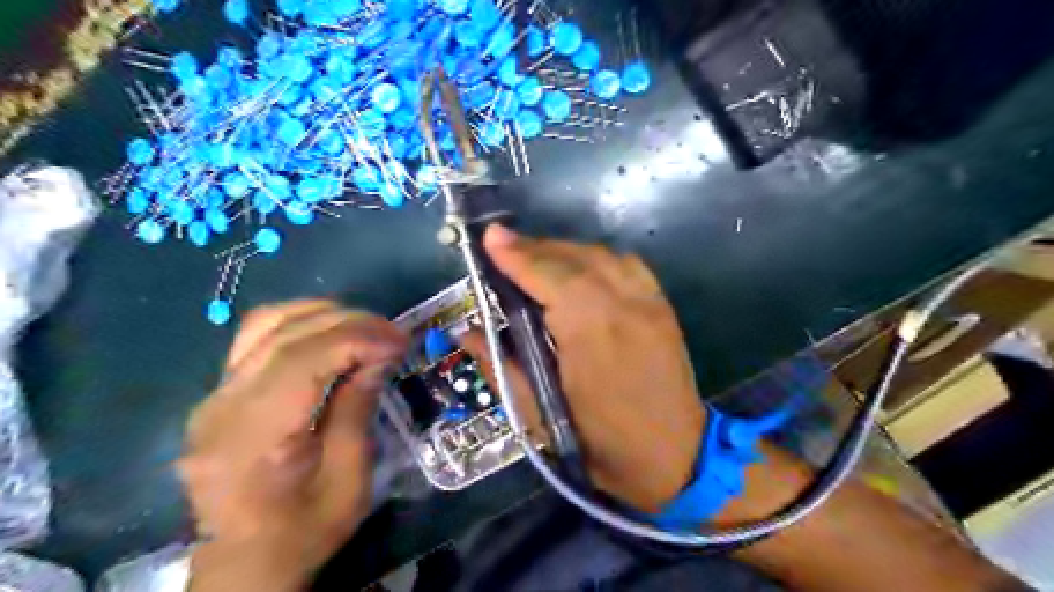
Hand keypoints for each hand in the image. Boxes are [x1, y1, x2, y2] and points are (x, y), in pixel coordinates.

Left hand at [176, 304, 407, 589]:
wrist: (243, 566)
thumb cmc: (303, 532)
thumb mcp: (349, 480)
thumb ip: (357, 409)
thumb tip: (379, 356)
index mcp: (254, 437)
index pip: (302, 360)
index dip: (357, 339)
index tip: (400, 342)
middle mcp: (223, 406)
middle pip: (284, 334)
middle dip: (349, 322)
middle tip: (393, 334)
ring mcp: (214, 396)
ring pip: (266, 324)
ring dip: (324, 315)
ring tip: (366, 328)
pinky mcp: (219, 393)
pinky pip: (257, 339)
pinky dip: (301, 324)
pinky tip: (331, 335)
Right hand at [463, 228, 701, 513]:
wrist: (674, 458)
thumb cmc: (599, 444)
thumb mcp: (539, 414)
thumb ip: (500, 364)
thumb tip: (466, 331)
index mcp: (591, 332)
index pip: (549, 277)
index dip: (517, 256)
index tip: (489, 237)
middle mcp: (624, 306)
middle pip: (575, 259)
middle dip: (535, 249)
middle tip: (503, 249)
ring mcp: (650, 303)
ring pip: (601, 256)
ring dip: (564, 252)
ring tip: (536, 260)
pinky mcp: (663, 306)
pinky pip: (626, 265)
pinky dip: (596, 259)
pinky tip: (580, 271)